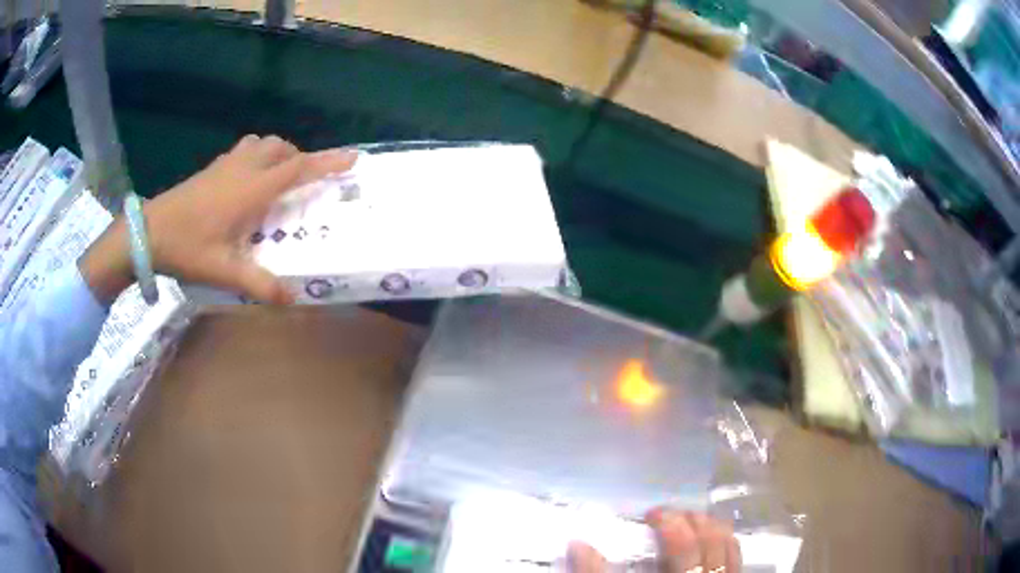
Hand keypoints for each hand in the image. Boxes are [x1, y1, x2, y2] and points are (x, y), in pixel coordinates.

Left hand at [79, 135, 356, 303]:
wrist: (149, 232)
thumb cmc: (187, 247)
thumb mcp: (224, 271)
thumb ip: (259, 285)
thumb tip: (293, 299)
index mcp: (251, 190)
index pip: (297, 169)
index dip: (327, 162)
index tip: (353, 157)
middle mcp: (243, 169)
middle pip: (281, 148)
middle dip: (300, 158)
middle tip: (303, 183)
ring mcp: (225, 164)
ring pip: (262, 143)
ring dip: (278, 154)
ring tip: (277, 178)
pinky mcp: (212, 167)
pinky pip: (245, 150)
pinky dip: (257, 156)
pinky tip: (247, 180)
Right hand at [567, 509, 740, 572]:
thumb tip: (579, 545)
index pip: (683, 546)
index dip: (670, 524)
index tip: (650, 515)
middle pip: (711, 541)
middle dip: (691, 519)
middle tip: (668, 514)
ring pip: (729, 547)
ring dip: (711, 527)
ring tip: (690, 520)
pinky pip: (736, 559)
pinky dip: (725, 543)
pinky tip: (712, 540)